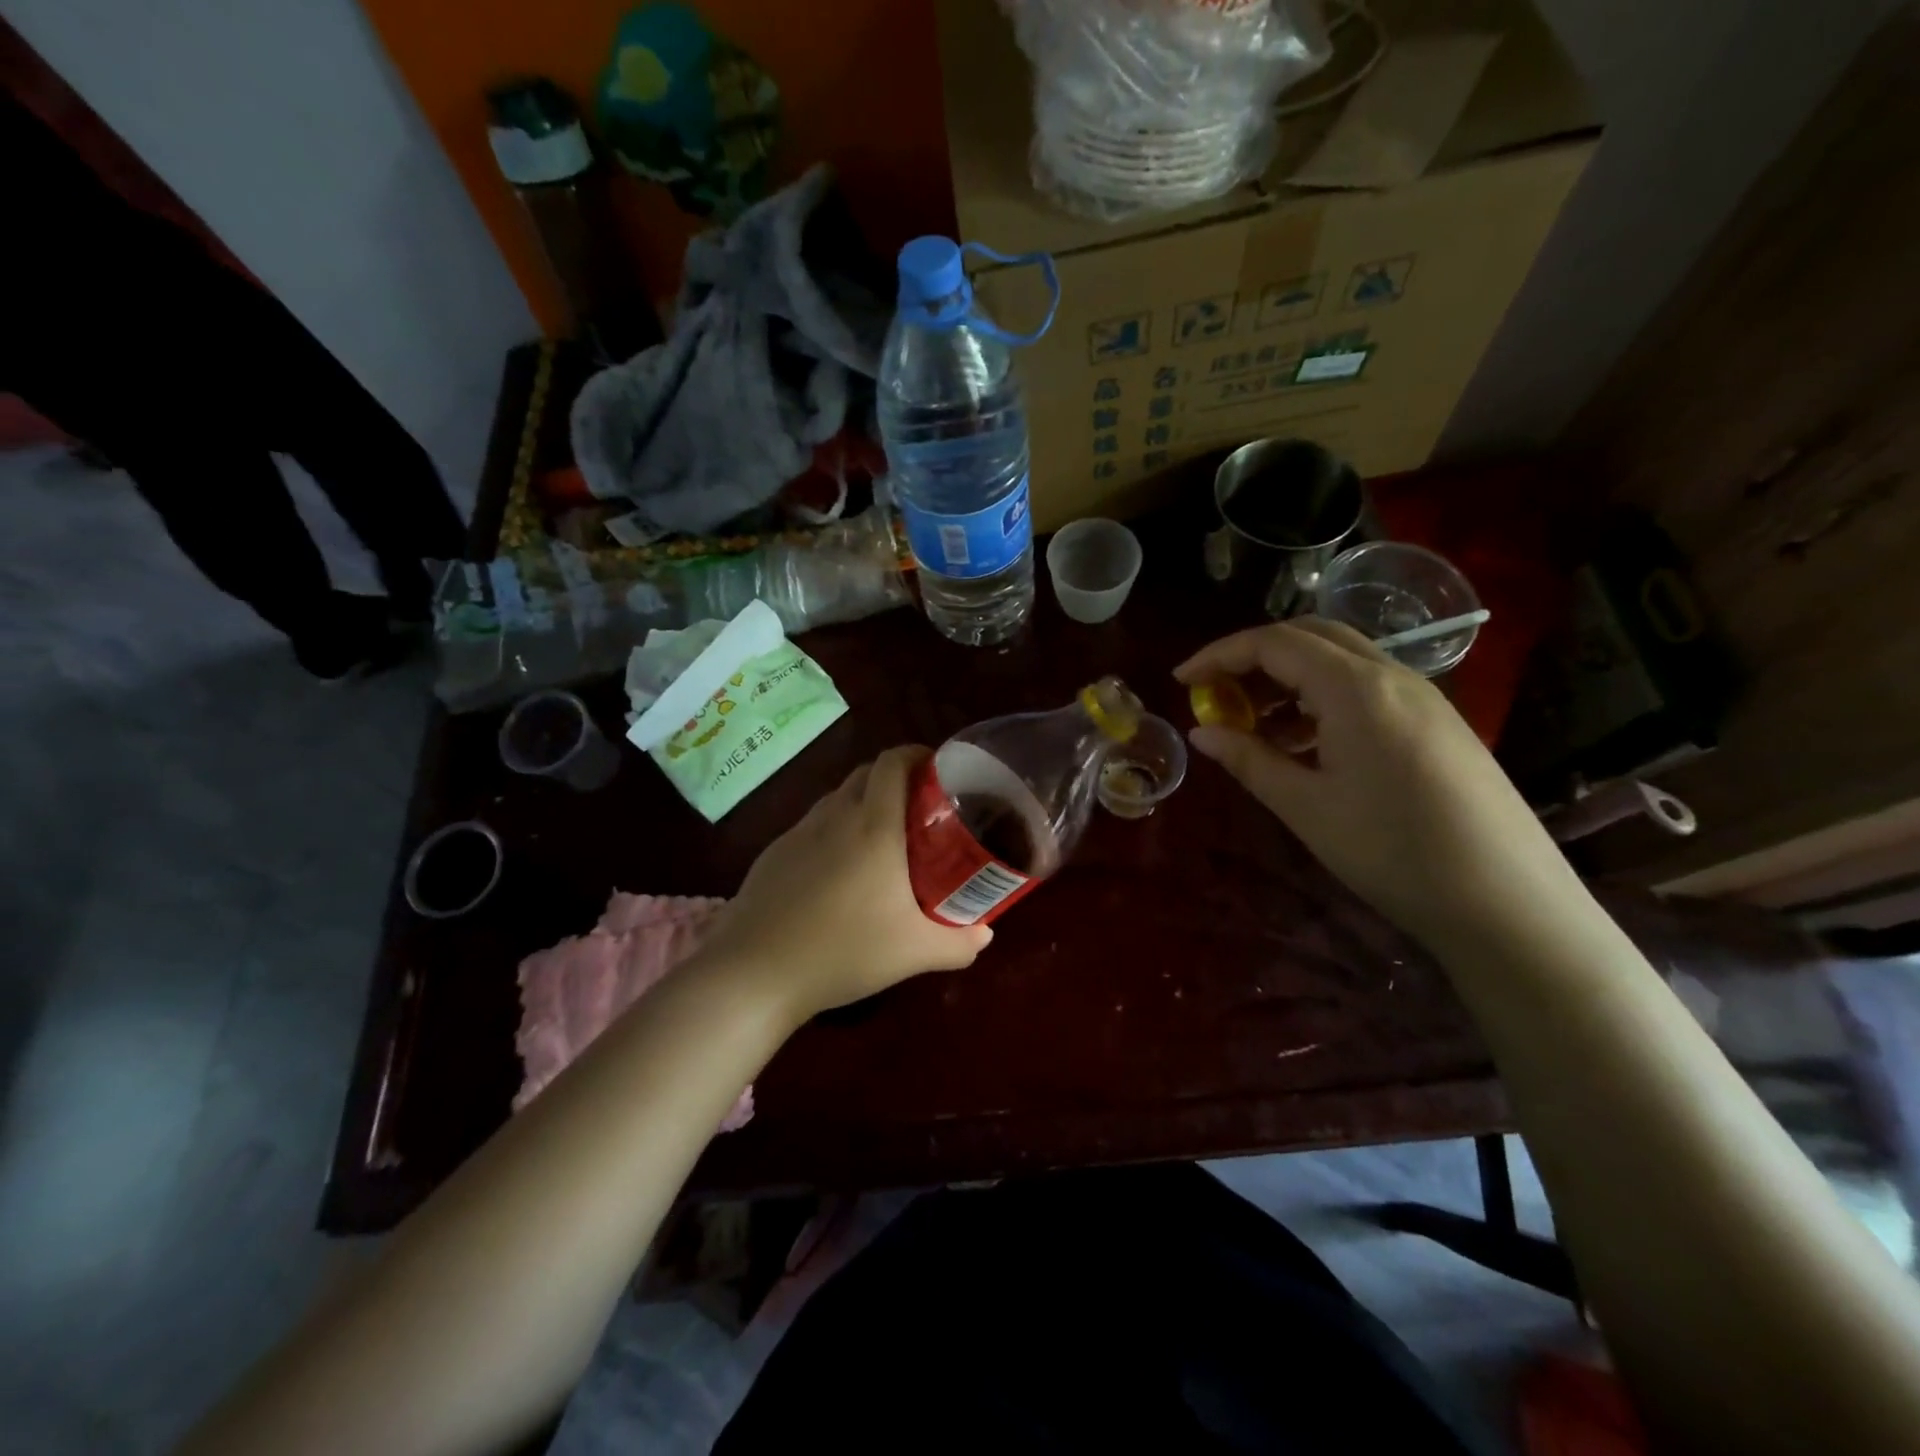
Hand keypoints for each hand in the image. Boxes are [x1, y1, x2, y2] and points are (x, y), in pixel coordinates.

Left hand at [696, 745, 992, 1019]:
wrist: (756, 971)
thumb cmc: (844, 951)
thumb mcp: (914, 953)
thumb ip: (959, 943)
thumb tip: (986, 933)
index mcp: (874, 825)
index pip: (894, 762)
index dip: (917, 754)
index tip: (938, 769)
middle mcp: (836, 816)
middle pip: (867, 772)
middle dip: (895, 778)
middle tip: (919, 809)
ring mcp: (799, 832)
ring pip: (837, 798)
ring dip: (863, 803)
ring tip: (881, 840)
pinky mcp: (774, 852)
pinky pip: (813, 826)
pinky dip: (834, 831)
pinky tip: (838, 872)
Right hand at [1175, 619, 1581, 944]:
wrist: (1507, 903)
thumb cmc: (1392, 852)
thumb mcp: (1305, 807)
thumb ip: (1248, 760)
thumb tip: (1200, 731)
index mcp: (1355, 688)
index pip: (1274, 643)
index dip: (1219, 655)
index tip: (1181, 680)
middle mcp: (1391, 675)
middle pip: (1309, 636)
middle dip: (1253, 657)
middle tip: (1216, 694)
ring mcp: (1421, 697)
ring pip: (1340, 660)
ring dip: (1287, 678)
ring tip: (1253, 725)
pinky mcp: (1436, 722)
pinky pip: (1365, 688)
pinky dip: (1321, 698)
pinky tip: (1304, 743)